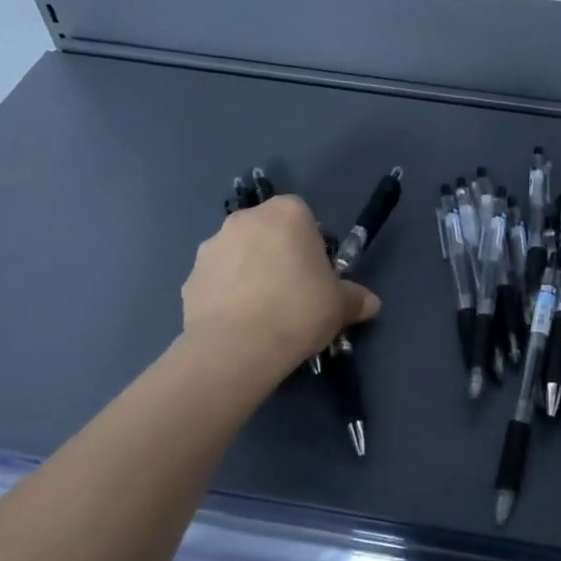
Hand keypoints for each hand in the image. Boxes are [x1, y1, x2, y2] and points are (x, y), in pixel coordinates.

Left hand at [181, 196, 380, 375]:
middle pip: (268, 232)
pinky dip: (226, 296)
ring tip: (264, 314)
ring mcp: (211, 247)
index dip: (312, 244)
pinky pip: (217, 282)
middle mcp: (245, 220)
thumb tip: (370, 303)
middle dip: (278, 255)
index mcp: (286, 213)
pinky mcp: (190, 278)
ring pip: (239, 255)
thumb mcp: (341, 306)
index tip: (317, 274)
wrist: (238, 347)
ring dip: (249, 273)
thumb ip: (356, 298)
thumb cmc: (299, 310)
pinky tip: (240, 325)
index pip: (303, 216)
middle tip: (293, 293)